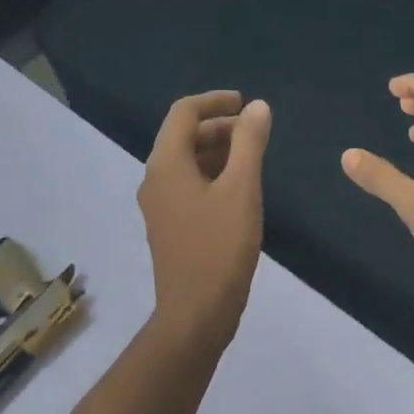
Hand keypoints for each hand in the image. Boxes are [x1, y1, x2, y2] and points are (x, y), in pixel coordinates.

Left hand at [138, 90, 271, 350]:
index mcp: (166, 165)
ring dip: (217, 151)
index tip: (246, 104)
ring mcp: (159, 205)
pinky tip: (239, 189)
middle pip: (183, 136)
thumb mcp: (242, 189)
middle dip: (219, 127)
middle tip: (255, 133)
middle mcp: (155, 179)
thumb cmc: (220, 247)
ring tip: (253, 158)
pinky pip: (188, 185)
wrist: (196, 312)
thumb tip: (258, 107)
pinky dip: (212, 175)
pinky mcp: (169, 225)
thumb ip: (249, 143)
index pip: (183, 113)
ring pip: (186, 162)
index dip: (215, 101)